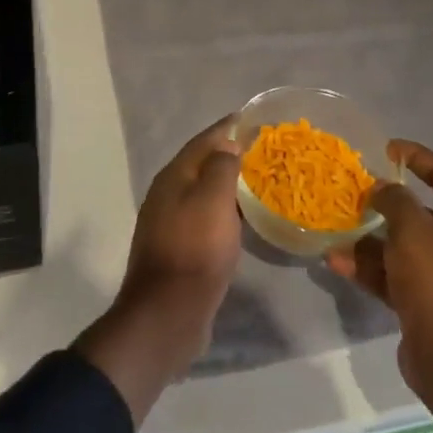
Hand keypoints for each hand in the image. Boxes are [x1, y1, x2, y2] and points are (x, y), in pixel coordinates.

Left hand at [76, 117, 241, 423]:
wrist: (169, 313)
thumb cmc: (195, 250)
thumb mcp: (213, 200)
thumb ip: (221, 167)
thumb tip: (227, 144)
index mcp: (174, 177)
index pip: (204, 140)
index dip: (229, 127)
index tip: (255, 119)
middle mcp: (168, 194)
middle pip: (202, 164)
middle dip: (231, 153)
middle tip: (264, 150)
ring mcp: (171, 222)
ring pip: (205, 191)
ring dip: (229, 183)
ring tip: (261, 179)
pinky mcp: (180, 248)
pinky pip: (206, 217)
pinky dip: (226, 209)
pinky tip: (244, 217)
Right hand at [325, 140, 432, 390]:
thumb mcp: (413, 228)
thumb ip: (394, 201)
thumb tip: (382, 188)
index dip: (418, 158)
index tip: (388, 149)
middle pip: (416, 214)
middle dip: (382, 205)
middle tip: (351, 195)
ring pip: (395, 248)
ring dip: (365, 240)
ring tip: (333, 232)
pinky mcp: (418, 304)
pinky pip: (387, 277)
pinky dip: (364, 268)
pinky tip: (335, 262)